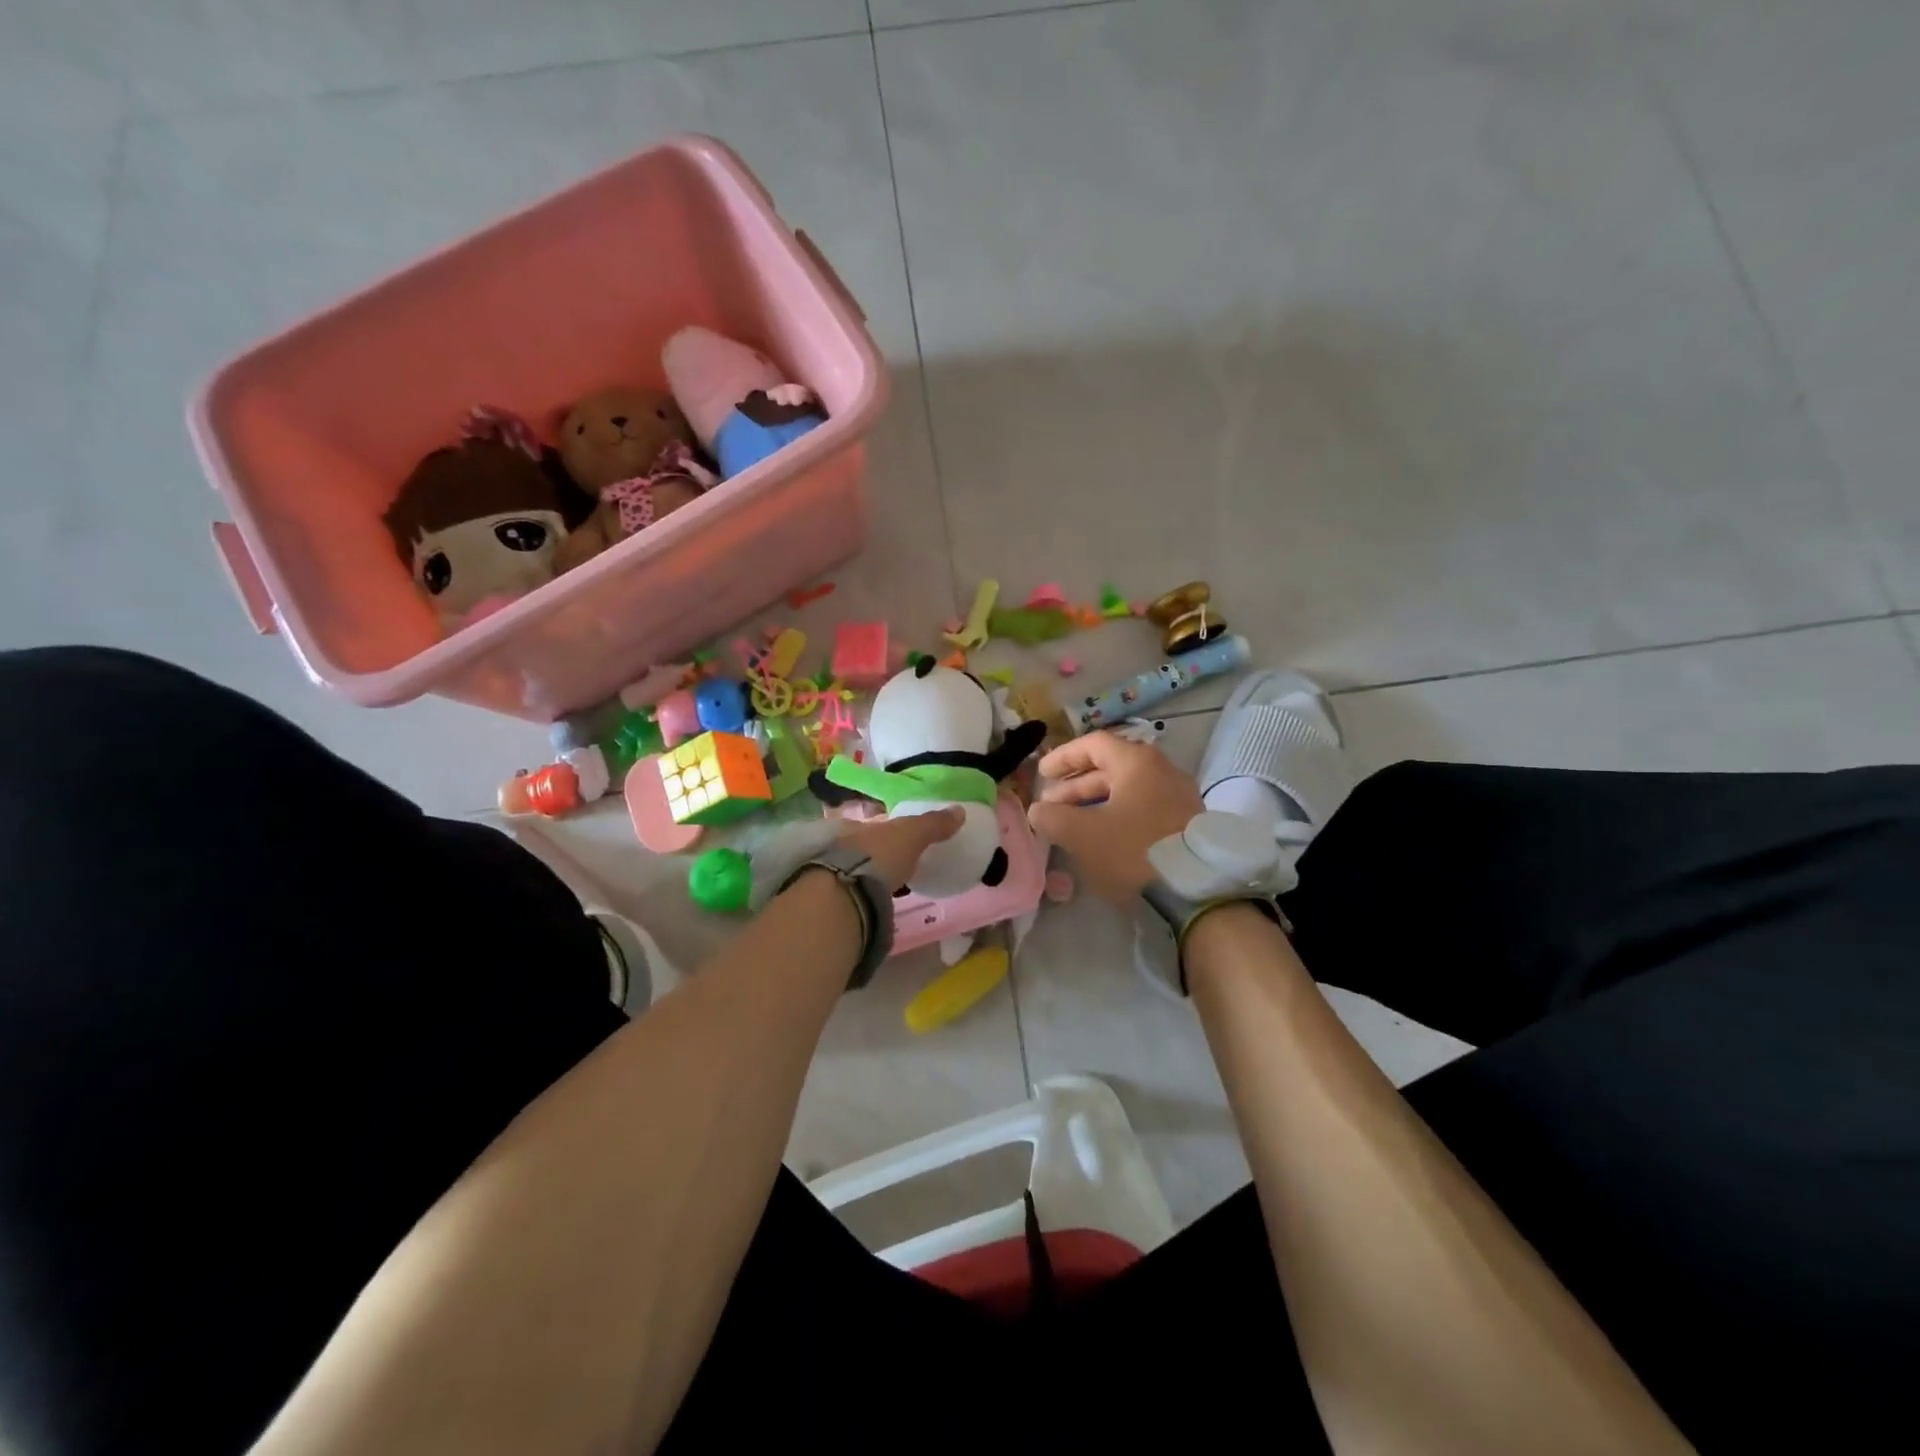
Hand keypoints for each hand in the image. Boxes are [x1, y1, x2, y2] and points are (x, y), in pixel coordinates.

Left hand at [837, 807, 962, 890]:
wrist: (848, 897)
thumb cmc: (879, 855)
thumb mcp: (911, 835)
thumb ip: (933, 824)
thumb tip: (959, 811)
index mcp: (856, 826)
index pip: (873, 823)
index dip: (886, 827)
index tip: (902, 836)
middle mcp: (842, 846)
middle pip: (865, 846)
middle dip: (881, 851)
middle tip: (901, 860)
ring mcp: (837, 874)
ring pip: (861, 868)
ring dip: (876, 873)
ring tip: (897, 882)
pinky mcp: (841, 900)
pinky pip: (861, 891)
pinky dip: (873, 893)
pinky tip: (885, 900)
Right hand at [1028, 732, 1203, 904]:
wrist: (1195, 894)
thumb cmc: (1133, 852)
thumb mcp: (1082, 834)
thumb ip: (1052, 817)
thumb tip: (1039, 811)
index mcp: (1138, 763)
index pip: (1094, 744)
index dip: (1063, 757)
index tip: (1041, 773)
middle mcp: (1163, 771)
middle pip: (1111, 768)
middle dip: (1075, 786)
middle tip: (1050, 806)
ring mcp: (1179, 798)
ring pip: (1127, 791)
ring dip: (1095, 803)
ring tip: (1071, 824)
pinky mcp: (1187, 824)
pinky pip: (1143, 809)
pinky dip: (1117, 816)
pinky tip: (1102, 838)